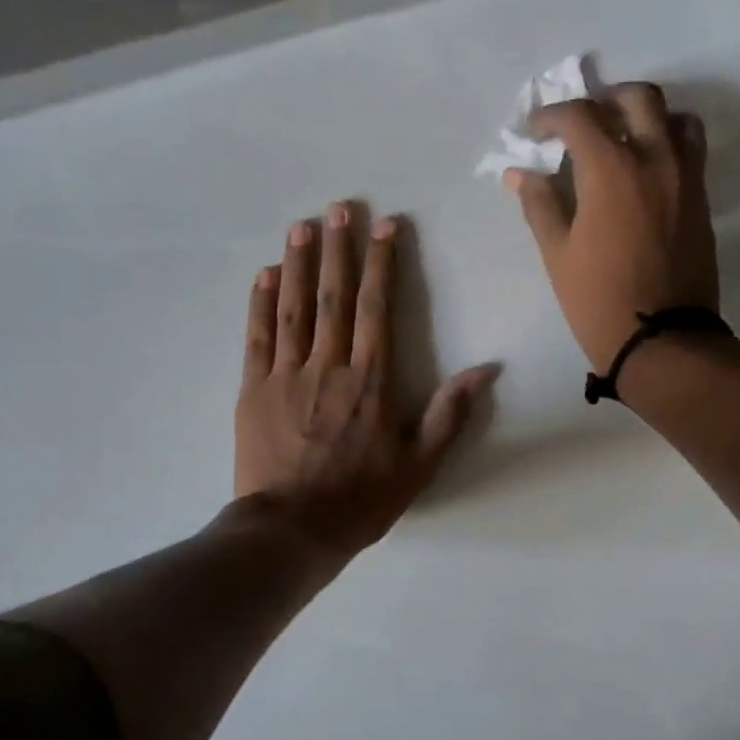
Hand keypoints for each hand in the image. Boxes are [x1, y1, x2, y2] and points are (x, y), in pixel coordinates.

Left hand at [236, 203, 500, 560]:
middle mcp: (329, 366)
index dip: (381, 264)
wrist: (291, 530)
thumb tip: (487, 370)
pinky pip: (258, 337)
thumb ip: (450, 413)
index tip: (383, 226)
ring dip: (297, 263)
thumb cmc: (360, 500)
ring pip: (293, 307)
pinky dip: (260, 303)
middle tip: (338, 209)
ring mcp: (286, 374)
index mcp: (370, 380)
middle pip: (334, 296)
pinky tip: (264, 274)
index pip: (377, 308)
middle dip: (338, 249)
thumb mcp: (420, 464)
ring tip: (301, 226)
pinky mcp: (253, 389)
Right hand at [506, 82, 721, 372]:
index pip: (580, 116)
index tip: (534, 131)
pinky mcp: (702, 198)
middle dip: (604, 100)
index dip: (551, 116)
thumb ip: (539, 204)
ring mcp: (686, 176)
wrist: (662, 340)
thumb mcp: (557, 254)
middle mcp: (655, 158)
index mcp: (611, 170)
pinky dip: (668, 141)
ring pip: (674, 116)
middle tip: (582, 123)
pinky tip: (645, 168)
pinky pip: (691, 148)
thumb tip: (519, 172)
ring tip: (621, 138)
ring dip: (645, 115)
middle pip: (637, 98)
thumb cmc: (598, 300)